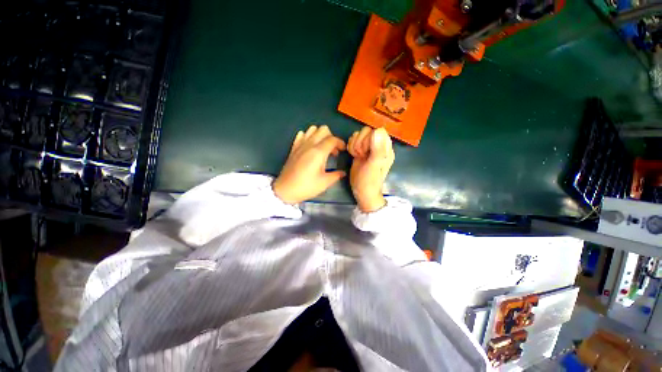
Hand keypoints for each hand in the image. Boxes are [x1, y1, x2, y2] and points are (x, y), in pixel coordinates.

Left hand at [273, 125, 346, 203]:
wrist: (285, 190)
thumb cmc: (306, 187)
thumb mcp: (324, 183)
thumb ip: (336, 175)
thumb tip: (343, 173)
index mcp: (318, 152)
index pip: (332, 139)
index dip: (340, 143)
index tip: (343, 150)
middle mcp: (309, 145)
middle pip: (323, 130)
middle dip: (331, 137)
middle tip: (333, 150)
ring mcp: (300, 145)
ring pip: (312, 129)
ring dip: (320, 135)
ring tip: (323, 147)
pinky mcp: (293, 148)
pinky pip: (302, 134)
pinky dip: (308, 136)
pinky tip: (310, 146)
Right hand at [348, 127, 394, 212]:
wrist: (362, 191)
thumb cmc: (369, 181)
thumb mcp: (374, 166)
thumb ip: (377, 149)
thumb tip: (377, 130)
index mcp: (386, 148)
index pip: (378, 131)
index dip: (369, 139)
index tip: (366, 152)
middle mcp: (378, 146)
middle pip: (367, 131)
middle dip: (360, 143)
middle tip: (361, 155)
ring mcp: (368, 147)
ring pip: (359, 134)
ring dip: (354, 145)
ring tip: (357, 156)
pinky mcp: (360, 150)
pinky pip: (354, 140)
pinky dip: (351, 146)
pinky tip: (353, 155)